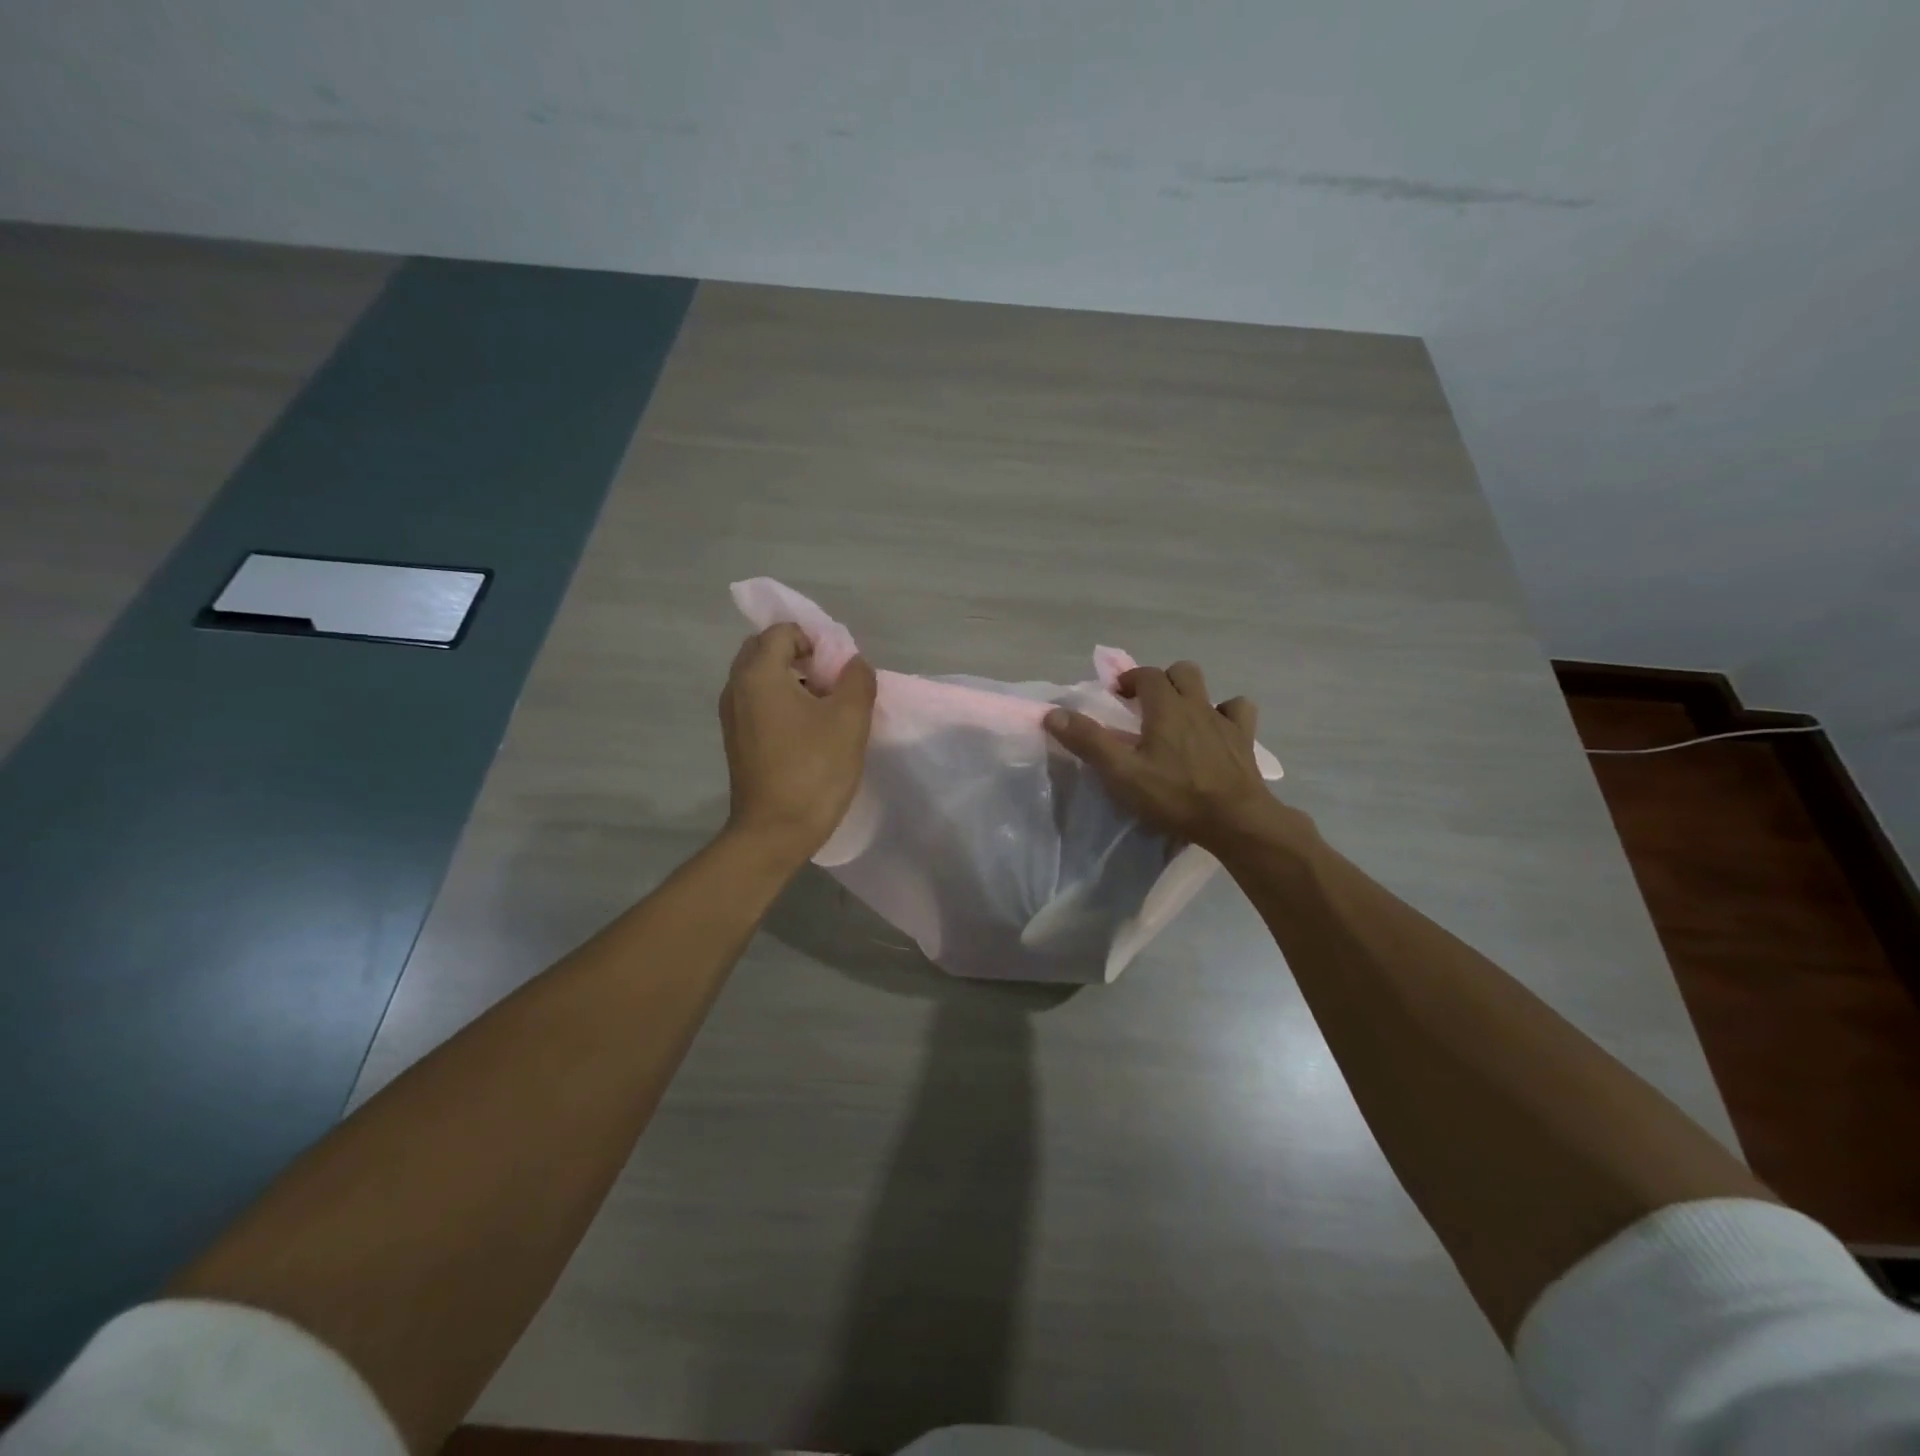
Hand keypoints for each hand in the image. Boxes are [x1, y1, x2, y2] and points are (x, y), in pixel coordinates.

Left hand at [720, 623, 877, 858]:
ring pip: (761, 677)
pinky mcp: (736, 740)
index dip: (816, 641)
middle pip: (766, 650)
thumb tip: (852, 663)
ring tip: (825, 709)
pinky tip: (808, 732)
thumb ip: (857, 679)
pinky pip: (758, 702)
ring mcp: (732, 715)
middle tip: (832, 684)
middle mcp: (736, 687)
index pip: (783, 631)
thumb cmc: (813, 770)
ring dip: (792, 680)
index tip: (839, 671)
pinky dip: (781, 702)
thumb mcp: (850, 720)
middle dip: (801, 656)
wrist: (775, 832)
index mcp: (758, 674)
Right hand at [1045, 660, 1299, 852]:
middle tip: (1145, 705)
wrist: (1234, 820)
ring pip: (1209, 689)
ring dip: (1192, 694)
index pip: (1146, 675)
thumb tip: (1053, 713)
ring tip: (1178, 718)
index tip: (1116, 695)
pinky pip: (1238, 712)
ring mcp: (1224, 721)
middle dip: (1161, 680)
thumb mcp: (1121, 772)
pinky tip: (1217, 730)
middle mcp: (1197, 705)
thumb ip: (1088, 741)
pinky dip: (1226, 713)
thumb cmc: (1174, 795)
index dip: (1129, 679)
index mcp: (1166, 708)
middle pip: (1181, 672)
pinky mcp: (1245, 741)